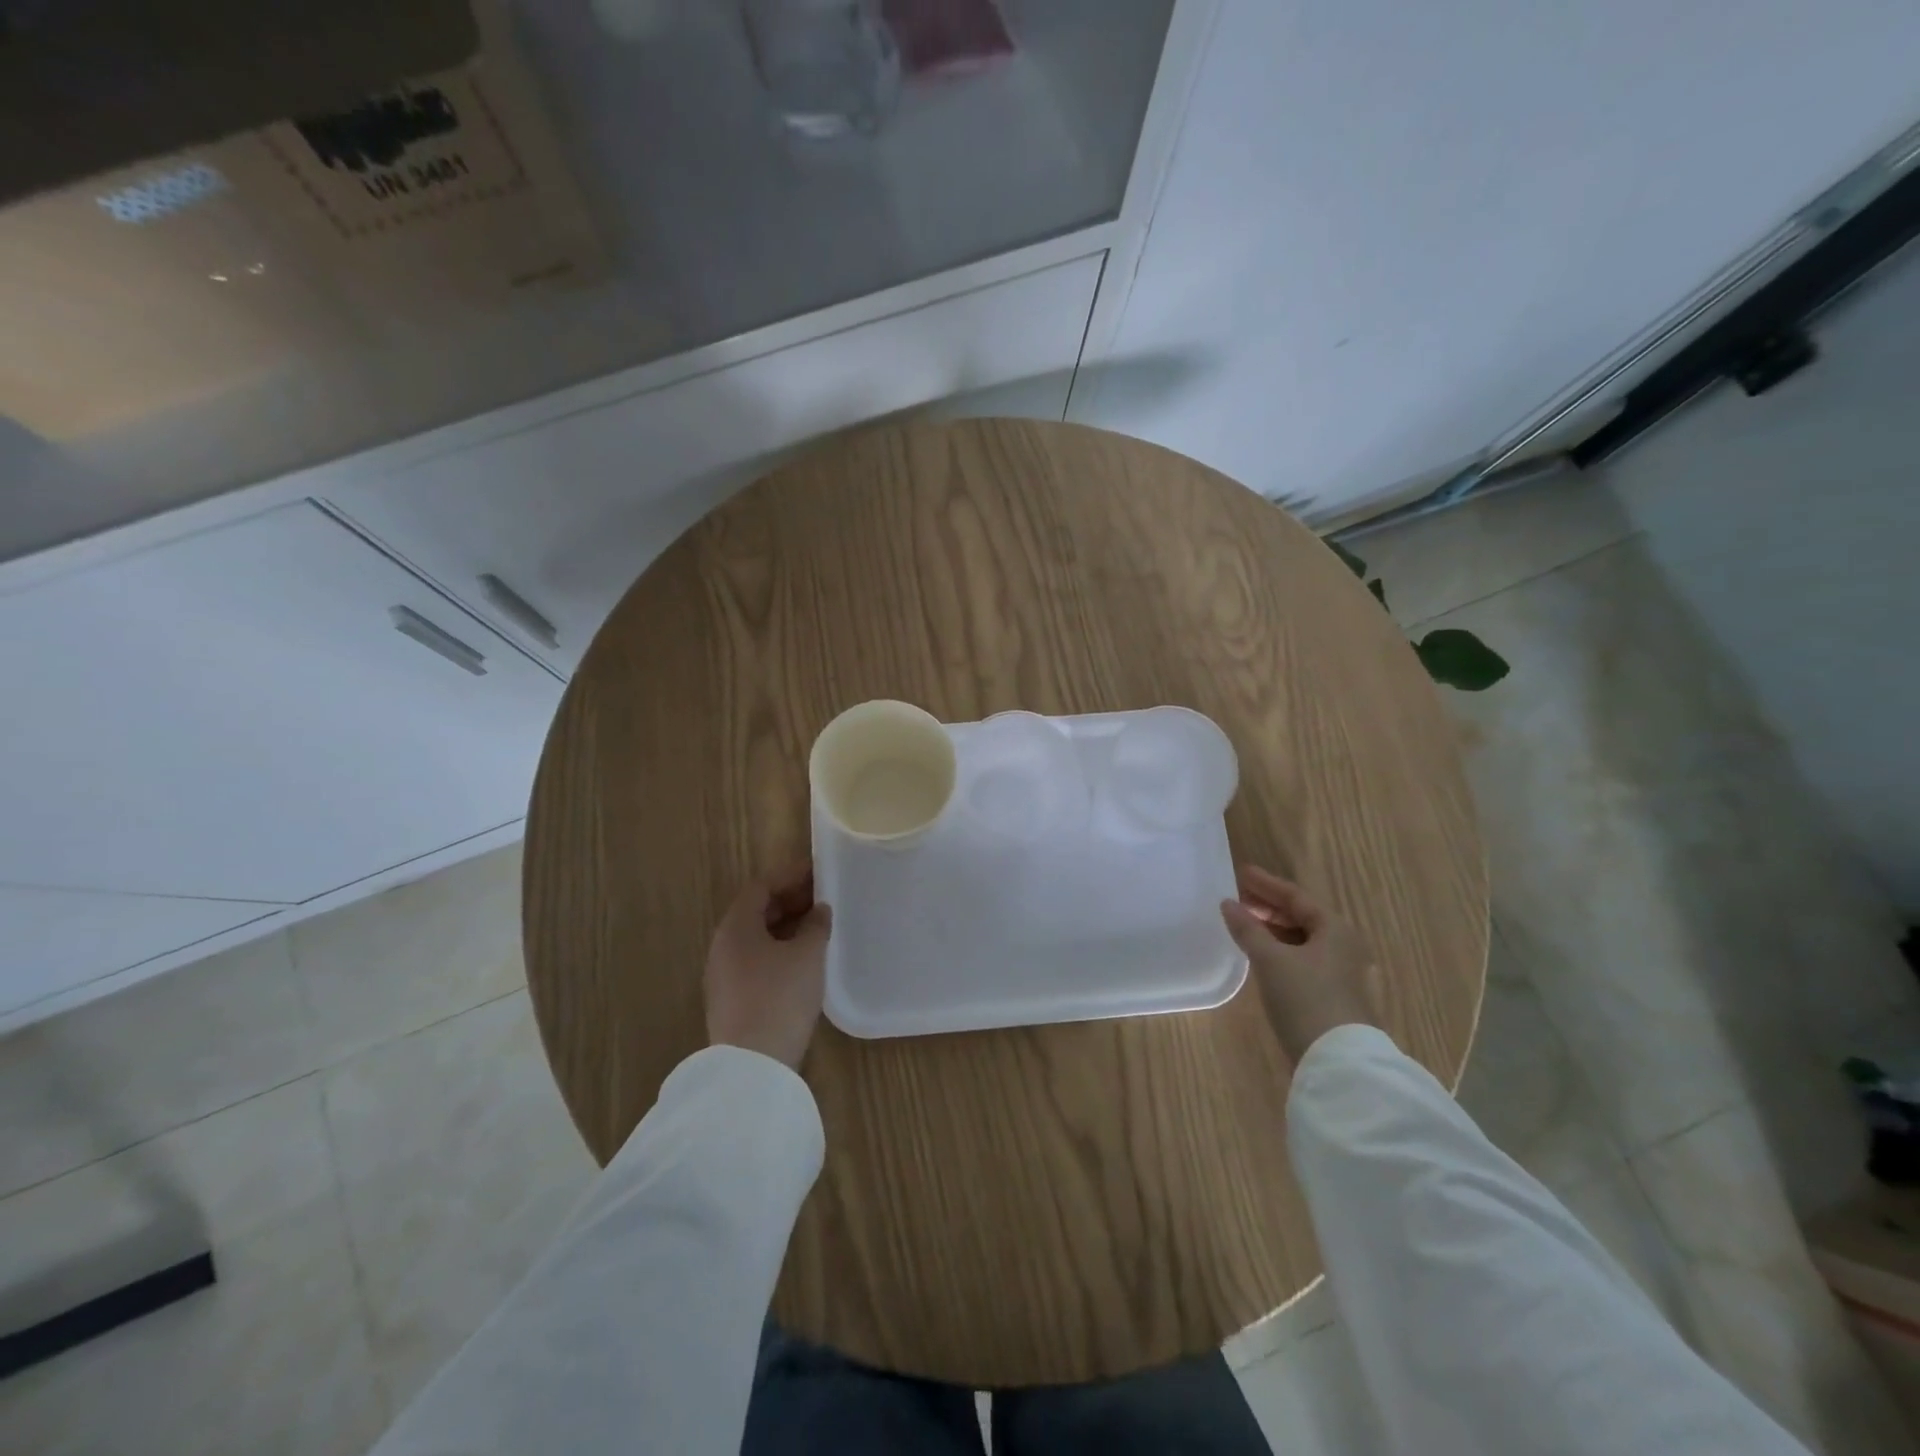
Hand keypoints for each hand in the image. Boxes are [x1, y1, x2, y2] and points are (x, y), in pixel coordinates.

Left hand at [705, 862, 832, 1071]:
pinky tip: (803, 960)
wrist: (752, 1065)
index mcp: (736, 926)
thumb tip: (819, 910)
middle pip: (755, 911)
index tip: (818, 872)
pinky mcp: (731, 999)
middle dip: (789, 900)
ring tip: (818, 927)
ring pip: (756, 938)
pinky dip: (779, 950)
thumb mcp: (808, 955)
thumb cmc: (781, 996)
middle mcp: (723, 945)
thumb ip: (816, 925)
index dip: (790, 876)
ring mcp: (723, 975)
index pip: (761, 886)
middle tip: (823, 898)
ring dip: (785, 926)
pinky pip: (756, 960)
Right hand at [1221, 866, 1383, 1063]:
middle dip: (1269, 906)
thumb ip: (1248, 929)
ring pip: (1302, 940)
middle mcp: (1343, 946)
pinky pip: (1302, 960)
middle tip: (1238, 899)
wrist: (1339, 1061)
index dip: (1266, 884)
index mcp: (1335, 930)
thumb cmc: (1305, 998)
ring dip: (1273, 929)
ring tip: (1244, 925)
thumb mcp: (1270, 960)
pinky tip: (1260, 956)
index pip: (1296, 896)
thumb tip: (1228, 904)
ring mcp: (1341, 973)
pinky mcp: (1333, 996)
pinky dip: (1280, 950)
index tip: (1240, 873)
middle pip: (1302, 917)